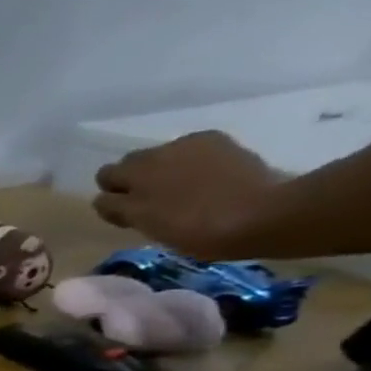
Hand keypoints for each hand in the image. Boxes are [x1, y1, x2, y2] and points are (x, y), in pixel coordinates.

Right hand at [94, 130, 281, 258]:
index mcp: (132, 174)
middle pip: (131, 163)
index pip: (105, 178)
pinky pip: (194, 151)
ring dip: (165, 172)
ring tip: (184, 194)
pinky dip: (194, 163)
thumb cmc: (194, 228)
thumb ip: (117, 209)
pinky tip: (208, 181)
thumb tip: (106, 199)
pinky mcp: (222, 143)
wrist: (265, 214)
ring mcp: (191, 144)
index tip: (128, 215)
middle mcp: (156, 152)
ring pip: (163, 156)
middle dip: (136, 180)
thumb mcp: (144, 225)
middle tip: (154, 204)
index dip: (113, 197)